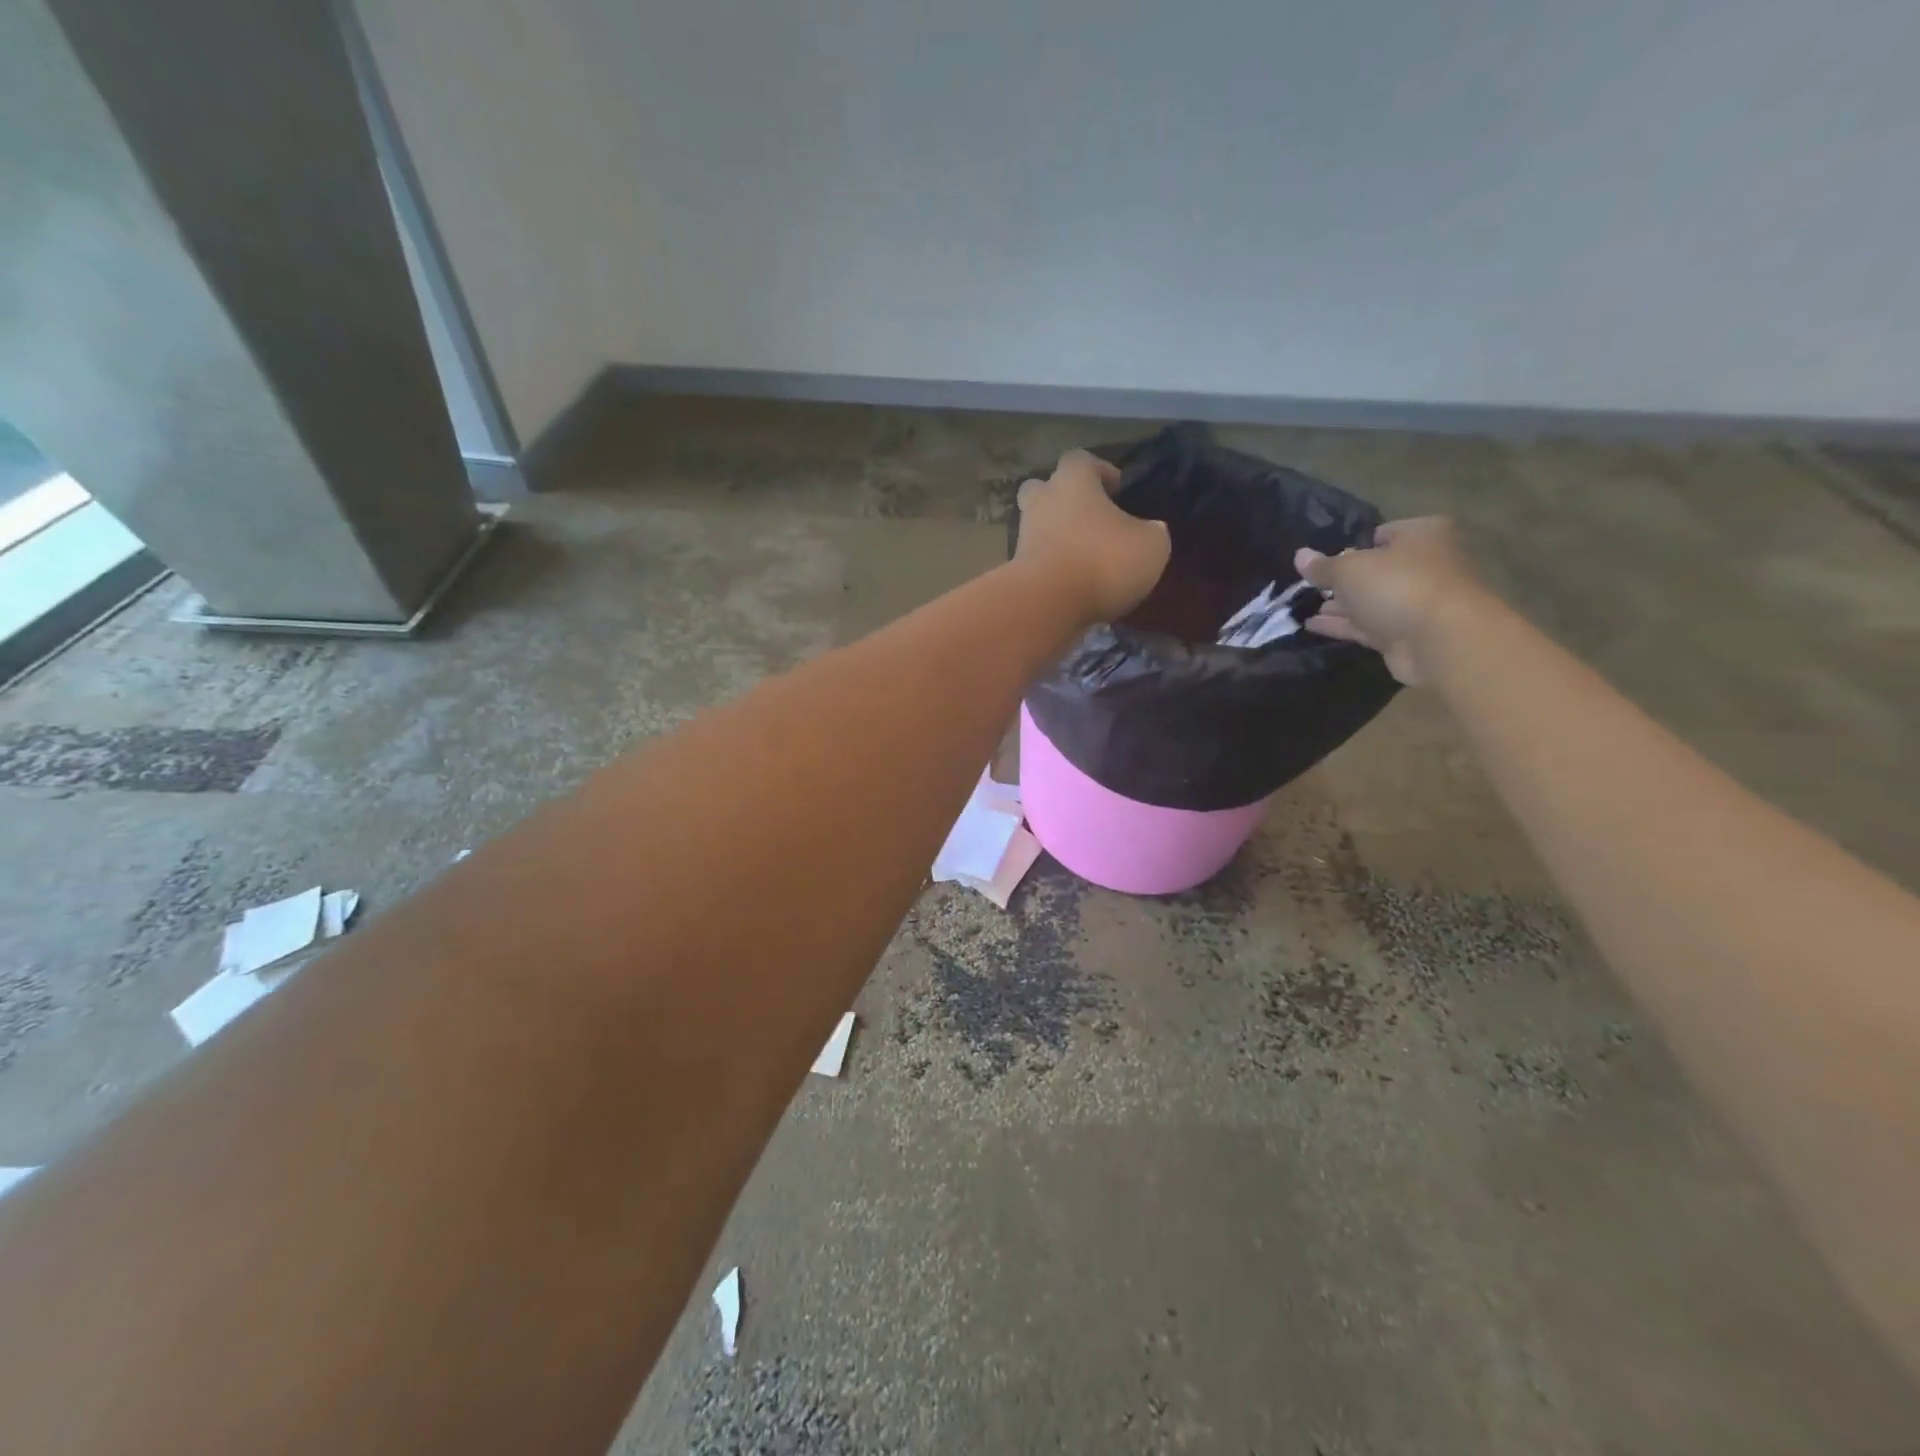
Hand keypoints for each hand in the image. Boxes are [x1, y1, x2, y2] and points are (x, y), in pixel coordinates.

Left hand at [1015, 449, 1170, 623]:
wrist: (1048, 605)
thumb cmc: (1103, 561)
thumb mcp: (1150, 546)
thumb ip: (1151, 532)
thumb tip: (1150, 531)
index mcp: (1073, 483)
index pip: (1080, 460)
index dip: (1099, 470)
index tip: (1116, 488)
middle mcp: (1042, 503)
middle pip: (1043, 488)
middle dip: (1062, 499)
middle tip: (1088, 518)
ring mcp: (1023, 538)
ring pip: (1037, 527)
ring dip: (1057, 538)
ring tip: (1085, 558)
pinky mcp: (1016, 572)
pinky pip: (1035, 561)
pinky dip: (1051, 568)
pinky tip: (1072, 585)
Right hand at [1295, 517, 1489, 685]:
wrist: (1441, 640)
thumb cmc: (1398, 586)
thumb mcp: (1349, 569)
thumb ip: (1323, 566)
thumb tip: (1300, 555)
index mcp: (1422, 535)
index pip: (1382, 534)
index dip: (1352, 545)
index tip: (1324, 558)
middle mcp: (1424, 565)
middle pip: (1377, 569)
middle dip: (1344, 579)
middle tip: (1311, 585)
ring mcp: (1417, 602)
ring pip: (1371, 600)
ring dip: (1340, 605)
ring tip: (1303, 607)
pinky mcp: (1406, 635)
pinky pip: (1368, 626)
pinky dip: (1343, 625)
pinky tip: (1312, 626)